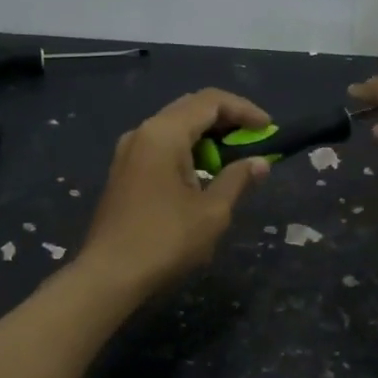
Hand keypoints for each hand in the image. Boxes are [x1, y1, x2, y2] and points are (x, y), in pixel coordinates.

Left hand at [77, 88, 272, 295]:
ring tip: (233, 159)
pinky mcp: (124, 171)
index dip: (244, 110)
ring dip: (207, 137)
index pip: (210, 101)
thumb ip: (238, 179)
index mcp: (163, 133)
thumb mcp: (212, 212)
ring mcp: (129, 152)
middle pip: (190, 109)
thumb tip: (260, 163)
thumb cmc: (165, 240)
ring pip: (174, 128)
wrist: (109, 275)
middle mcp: (142, 132)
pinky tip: (203, 174)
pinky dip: (187, 151)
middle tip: (254, 140)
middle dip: (226, 120)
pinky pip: (161, 147)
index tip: (268, 129)